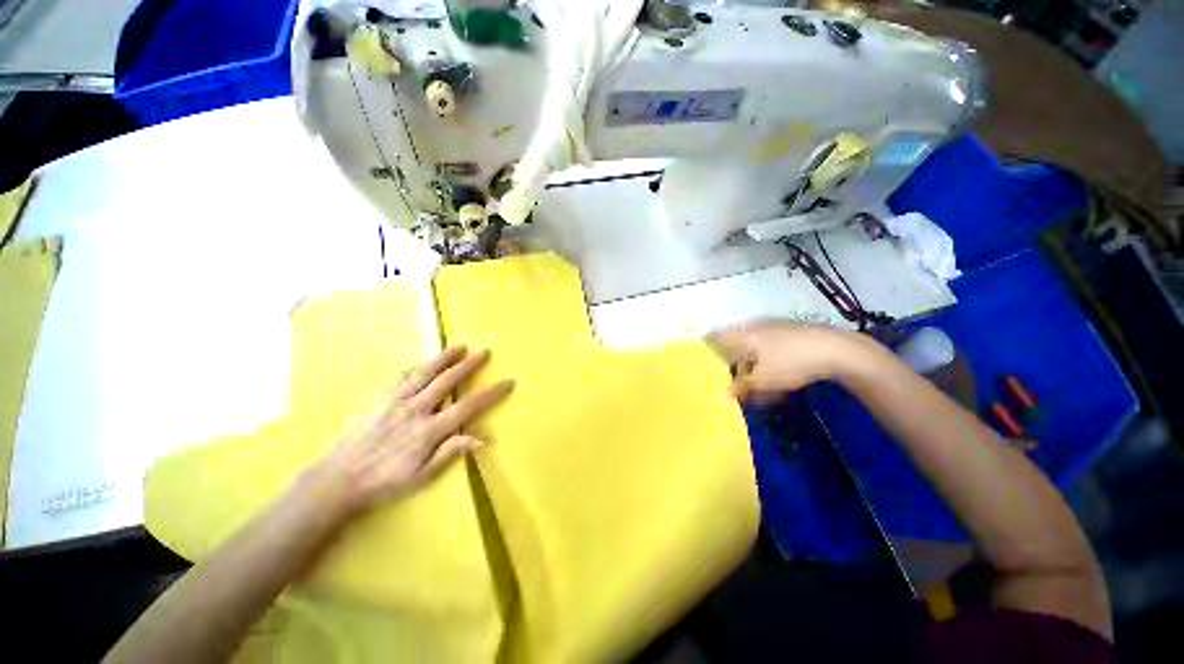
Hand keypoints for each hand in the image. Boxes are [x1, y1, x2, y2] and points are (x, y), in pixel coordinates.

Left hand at [310, 346, 513, 514]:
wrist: (336, 481)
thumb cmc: (384, 483)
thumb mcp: (421, 477)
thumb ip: (450, 453)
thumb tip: (482, 439)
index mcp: (429, 431)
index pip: (469, 406)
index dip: (491, 393)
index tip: (508, 382)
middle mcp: (416, 410)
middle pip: (447, 381)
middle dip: (469, 365)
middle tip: (485, 352)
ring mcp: (395, 402)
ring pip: (425, 373)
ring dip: (444, 357)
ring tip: (459, 346)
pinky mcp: (379, 400)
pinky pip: (400, 378)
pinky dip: (414, 367)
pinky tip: (421, 362)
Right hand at [708, 321, 856, 399]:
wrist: (837, 349)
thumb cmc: (791, 362)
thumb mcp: (764, 379)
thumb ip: (741, 386)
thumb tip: (722, 394)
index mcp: (744, 334)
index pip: (717, 335)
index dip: (706, 342)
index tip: (700, 352)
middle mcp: (756, 326)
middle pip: (735, 341)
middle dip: (731, 358)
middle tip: (731, 374)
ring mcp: (775, 327)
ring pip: (754, 345)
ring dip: (751, 361)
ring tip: (757, 380)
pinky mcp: (791, 331)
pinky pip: (770, 345)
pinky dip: (767, 358)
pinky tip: (777, 374)